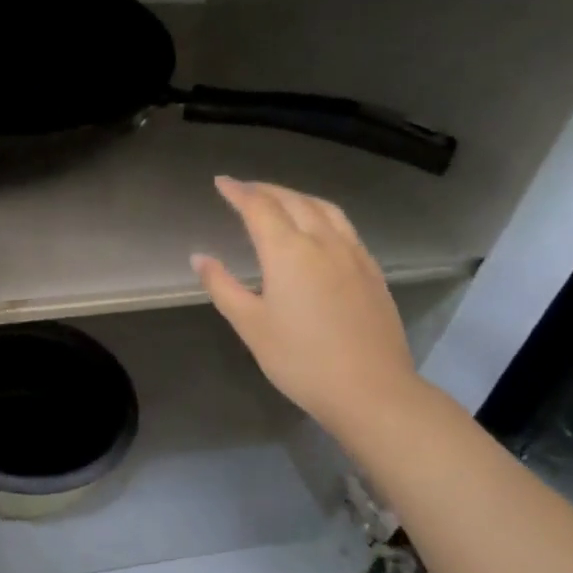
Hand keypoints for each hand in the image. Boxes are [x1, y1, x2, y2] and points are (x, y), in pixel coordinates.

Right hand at [192, 177, 423, 435]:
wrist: (371, 390)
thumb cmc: (300, 360)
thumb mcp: (250, 325)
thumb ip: (222, 286)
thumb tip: (200, 257)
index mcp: (289, 252)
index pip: (259, 208)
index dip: (238, 192)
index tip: (221, 182)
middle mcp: (323, 242)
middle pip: (293, 201)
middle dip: (266, 190)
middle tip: (244, 189)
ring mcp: (353, 254)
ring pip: (324, 209)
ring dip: (297, 196)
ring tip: (280, 199)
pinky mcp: (372, 271)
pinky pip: (344, 226)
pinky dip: (321, 213)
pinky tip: (318, 229)